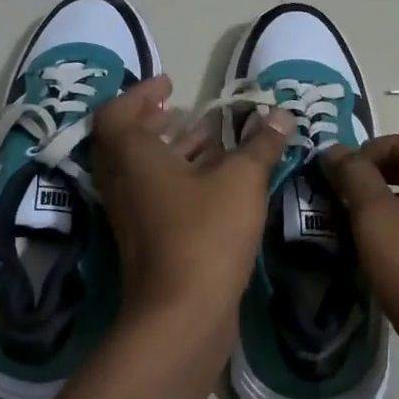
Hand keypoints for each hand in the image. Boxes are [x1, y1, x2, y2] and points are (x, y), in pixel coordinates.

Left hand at [92, 76, 292, 323]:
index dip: (141, 94)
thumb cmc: (205, 232)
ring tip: (213, 137)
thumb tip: (281, 114)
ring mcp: (133, 215)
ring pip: (146, 171)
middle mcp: (123, 182)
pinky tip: (219, 181)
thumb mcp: (241, 180)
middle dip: (157, 121)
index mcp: (132, 156)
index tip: (170, 84)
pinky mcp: (149, 241)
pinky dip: (182, 180)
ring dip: (174, 150)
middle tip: (185, 109)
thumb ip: (260, 144)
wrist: (183, 314)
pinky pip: (159, 196)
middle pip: (129, 141)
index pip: (117, 112)